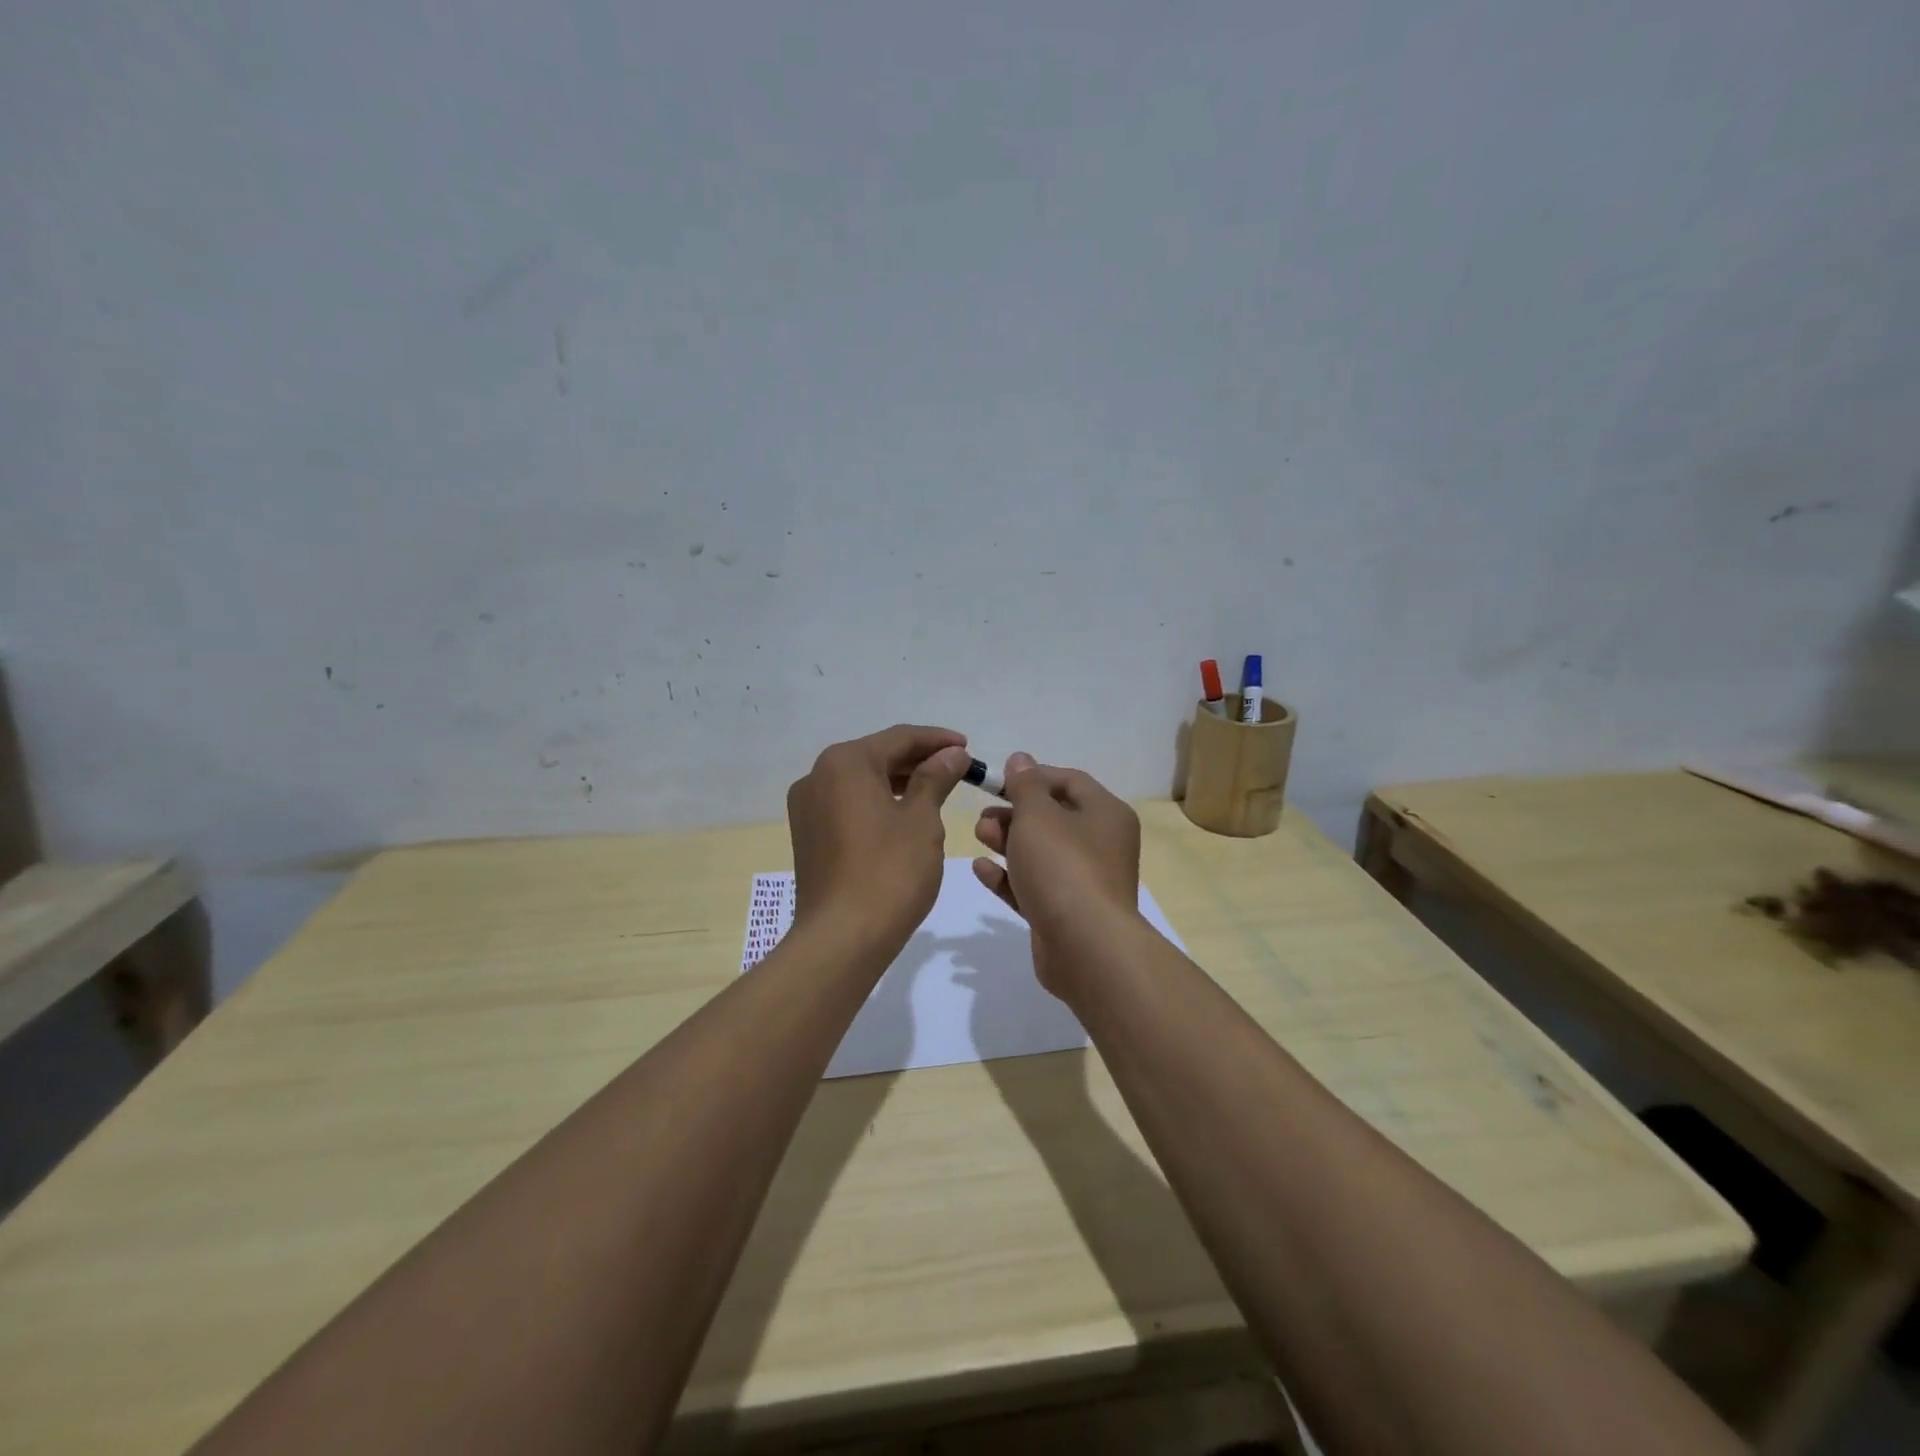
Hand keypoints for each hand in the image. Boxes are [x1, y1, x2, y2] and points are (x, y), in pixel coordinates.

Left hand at [787, 724, 971, 953]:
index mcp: (844, 763)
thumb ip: (936, 778)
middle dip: (919, 760)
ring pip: (862, 782)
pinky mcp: (808, 835)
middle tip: (958, 769)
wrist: (841, 939)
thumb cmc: (889, 872)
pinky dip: (879, 803)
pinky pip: (849, 805)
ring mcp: (808, 807)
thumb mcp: (922, 820)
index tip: (969, 748)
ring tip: (938, 789)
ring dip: (899, 782)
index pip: (899, 738)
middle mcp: (817, 776)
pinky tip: (905, 814)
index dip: (938, 740)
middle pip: (877, 756)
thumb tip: (952, 753)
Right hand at [971, 752, 1140, 996]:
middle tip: (984, 815)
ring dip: (1008, 841)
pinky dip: (1009, 876)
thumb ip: (1025, 785)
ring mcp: (1084, 882)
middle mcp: (1101, 845)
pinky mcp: (1064, 914)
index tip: (999, 781)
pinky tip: (981, 868)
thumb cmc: (1063, 866)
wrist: (1085, 946)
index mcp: (1106, 814)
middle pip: (1054, 818)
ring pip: (1041, 853)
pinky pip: (1034, 886)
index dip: (1033, 776)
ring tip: (979, 835)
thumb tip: (1021, 759)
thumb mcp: (1038, 815)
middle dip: (1015, 813)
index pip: (1070, 781)